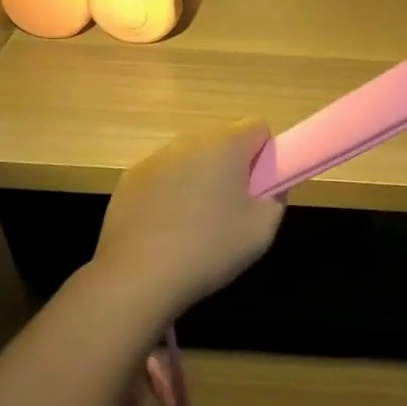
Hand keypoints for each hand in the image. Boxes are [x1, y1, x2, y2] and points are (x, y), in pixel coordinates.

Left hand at [92, 119, 285, 322]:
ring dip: (199, 178)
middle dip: (231, 166)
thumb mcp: (261, 231)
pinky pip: (163, 175)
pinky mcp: (129, 179)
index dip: (264, 154)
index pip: (258, 127)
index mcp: (225, 146)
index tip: (259, 186)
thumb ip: (276, 198)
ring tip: (195, 223)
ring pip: (191, 158)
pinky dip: (170, 192)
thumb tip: (273, 185)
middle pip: (222, 141)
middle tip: (231, 208)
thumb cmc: (208, 250)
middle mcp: (189, 142)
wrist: (136, 278)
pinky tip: (166, 228)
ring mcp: (155, 159)